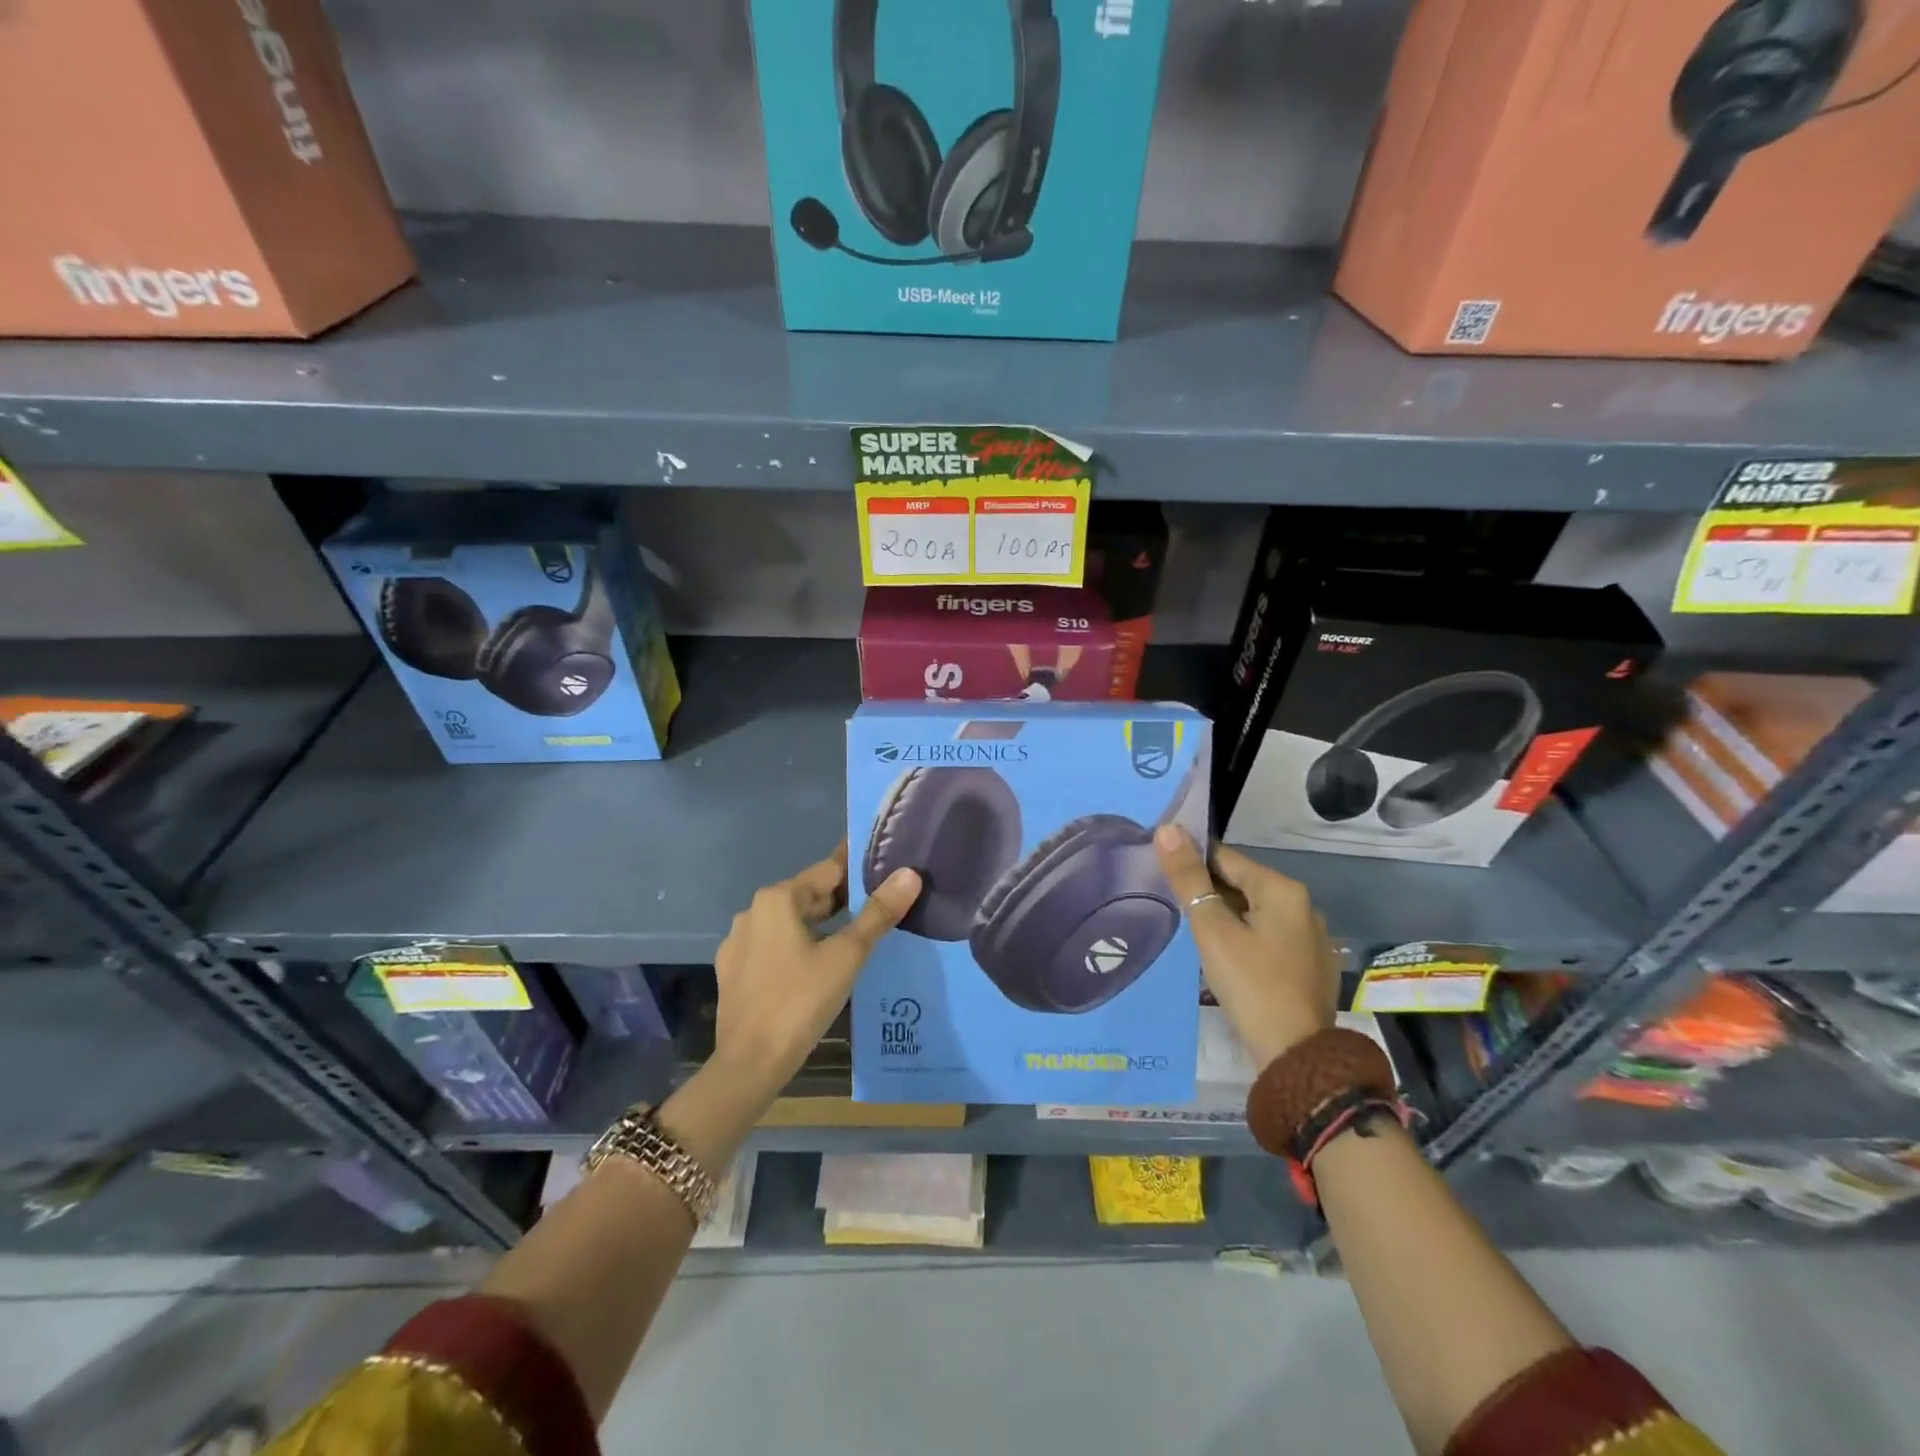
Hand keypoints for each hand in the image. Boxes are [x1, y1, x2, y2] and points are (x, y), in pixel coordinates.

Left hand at [712, 843, 921, 1095]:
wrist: (749, 1064)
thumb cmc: (800, 1001)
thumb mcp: (847, 955)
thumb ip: (878, 913)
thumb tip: (910, 874)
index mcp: (778, 898)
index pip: (828, 870)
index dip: (859, 869)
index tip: (886, 866)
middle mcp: (753, 911)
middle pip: (809, 895)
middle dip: (844, 899)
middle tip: (882, 903)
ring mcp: (739, 942)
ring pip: (792, 922)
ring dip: (822, 924)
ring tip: (858, 933)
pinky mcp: (735, 971)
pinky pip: (775, 946)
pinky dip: (800, 946)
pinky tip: (819, 964)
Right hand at [1153, 825, 1338, 1067]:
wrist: (1297, 1056)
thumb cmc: (1251, 984)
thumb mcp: (1213, 930)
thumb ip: (1188, 879)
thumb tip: (1167, 829)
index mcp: (1282, 889)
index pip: (1225, 857)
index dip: (1190, 861)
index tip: (1160, 870)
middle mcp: (1302, 905)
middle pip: (1240, 883)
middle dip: (1206, 890)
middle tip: (1169, 904)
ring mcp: (1309, 938)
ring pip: (1253, 912)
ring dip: (1222, 916)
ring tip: (1190, 930)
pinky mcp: (1308, 966)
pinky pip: (1266, 937)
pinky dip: (1242, 938)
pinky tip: (1223, 957)